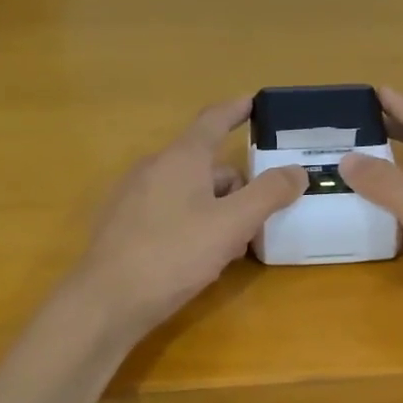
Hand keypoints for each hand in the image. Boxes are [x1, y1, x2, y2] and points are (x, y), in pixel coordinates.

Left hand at [73, 99, 304, 339]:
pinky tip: (200, 257)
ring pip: (189, 192)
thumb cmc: (173, 255)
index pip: (213, 120)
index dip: (236, 109)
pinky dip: (193, 223)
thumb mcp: (232, 224)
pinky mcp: (123, 226)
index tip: (255, 101)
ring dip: (217, 209)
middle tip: (263, 215)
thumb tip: (297, 171)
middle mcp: (153, 168)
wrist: (106, 302)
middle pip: (206, 164)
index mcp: (181, 158)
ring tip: (235, 245)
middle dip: (237, 185)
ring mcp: (133, 197)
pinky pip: (169, 212)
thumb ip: (268, 194)